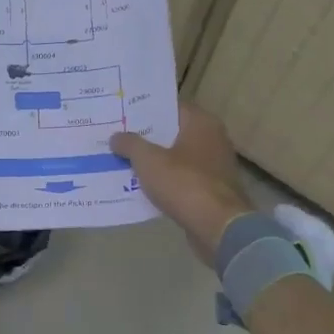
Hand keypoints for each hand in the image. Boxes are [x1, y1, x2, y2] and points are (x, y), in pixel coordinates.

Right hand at [110, 103, 252, 265]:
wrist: (217, 227)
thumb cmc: (184, 183)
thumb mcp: (148, 160)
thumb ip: (130, 144)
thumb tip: (116, 137)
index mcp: (201, 123)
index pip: (170, 107)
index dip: (145, 110)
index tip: (122, 113)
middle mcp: (212, 139)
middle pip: (173, 132)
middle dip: (146, 136)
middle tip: (117, 136)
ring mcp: (214, 166)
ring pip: (176, 156)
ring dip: (154, 160)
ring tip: (123, 160)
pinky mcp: (212, 190)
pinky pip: (181, 178)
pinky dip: (164, 180)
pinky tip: (141, 185)